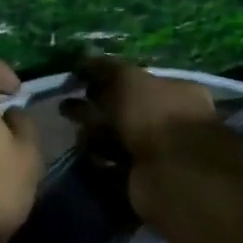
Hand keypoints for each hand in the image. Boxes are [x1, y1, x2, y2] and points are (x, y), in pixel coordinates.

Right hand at [65, 58, 217, 161]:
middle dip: (96, 112)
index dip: (107, 81)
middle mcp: (171, 122)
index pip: (137, 82)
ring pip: (118, 142)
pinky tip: (87, 159)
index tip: (80, 83)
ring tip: (74, 137)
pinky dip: (100, 165)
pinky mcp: (144, 182)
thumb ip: (105, 69)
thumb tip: (83, 59)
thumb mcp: (128, 79)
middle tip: (67, 109)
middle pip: (126, 113)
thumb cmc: (154, 115)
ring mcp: (159, 155)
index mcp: (176, 92)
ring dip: (95, 140)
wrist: (171, 173)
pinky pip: (114, 170)